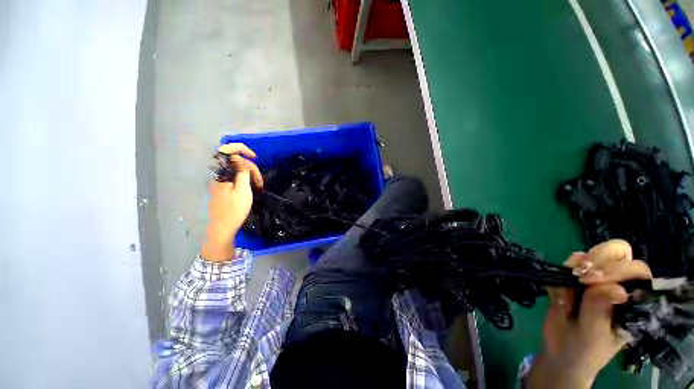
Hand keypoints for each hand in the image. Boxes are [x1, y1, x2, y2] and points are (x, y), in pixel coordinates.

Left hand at [201, 143, 262, 261]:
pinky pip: (235, 176)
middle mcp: (218, 174)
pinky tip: (252, 187)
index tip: (254, 157)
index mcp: (221, 172)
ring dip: (250, 175)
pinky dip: (245, 179)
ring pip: (237, 169)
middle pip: (235, 161)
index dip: (241, 149)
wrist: (223, 227)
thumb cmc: (234, 209)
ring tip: (259, 186)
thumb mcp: (242, 189)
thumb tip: (241, 159)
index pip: (227, 151)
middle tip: (260, 181)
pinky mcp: (223, 187)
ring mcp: (220, 181)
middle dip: (251, 168)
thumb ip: (242, 171)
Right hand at [527, 240, 652, 388]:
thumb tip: (616, 289)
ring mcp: (596, 281)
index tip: (590, 281)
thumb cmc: (584, 349)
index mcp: (633, 300)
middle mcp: (618, 285)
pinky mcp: (574, 279)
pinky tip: (558, 292)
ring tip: (567, 289)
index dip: (616, 269)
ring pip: (590, 254)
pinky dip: (561, 272)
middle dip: (598, 258)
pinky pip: (568, 264)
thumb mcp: (593, 335)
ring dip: (575, 265)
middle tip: (580, 276)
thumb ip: (600, 310)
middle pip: (618, 252)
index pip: (636, 270)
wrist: (560, 353)